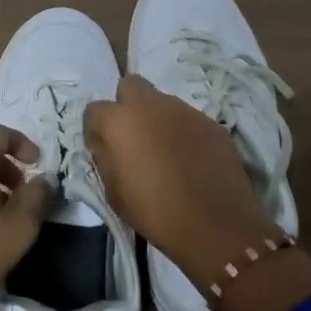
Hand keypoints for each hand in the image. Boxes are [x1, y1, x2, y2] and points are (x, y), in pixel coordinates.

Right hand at [84, 75, 276, 284]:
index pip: (95, 110)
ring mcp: (186, 111)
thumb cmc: (154, 212)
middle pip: (131, 86)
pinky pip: (188, 120)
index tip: (103, 150)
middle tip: (133, 138)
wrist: (215, 224)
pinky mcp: (212, 123)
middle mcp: (152, 105)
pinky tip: (190, 161)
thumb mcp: (113, 192)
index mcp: (121, 120)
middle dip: (126, 106)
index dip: (96, 130)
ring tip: (165, 153)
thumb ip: (105, 159)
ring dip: (157, 120)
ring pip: (163, 102)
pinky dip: (183, 133)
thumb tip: (107, 145)